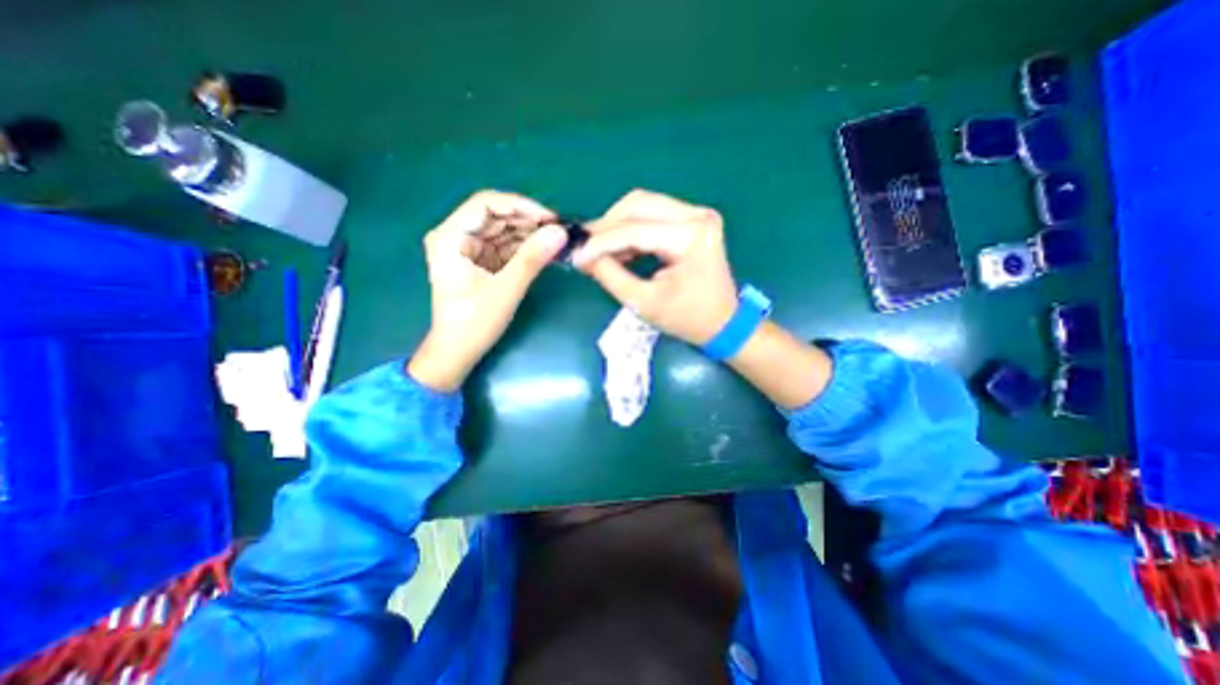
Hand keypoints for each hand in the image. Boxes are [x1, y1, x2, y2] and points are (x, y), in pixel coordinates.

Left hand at [404, 191, 566, 391]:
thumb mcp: (506, 289)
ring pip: (503, 230)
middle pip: (496, 216)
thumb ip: (532, 258)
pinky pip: (505, 246)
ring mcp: (468, 249)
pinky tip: (545, 250)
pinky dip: (524, 248)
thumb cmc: (475, 322)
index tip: (550, 218)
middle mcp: (456, 236)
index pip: (486, 204)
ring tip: (556, 239)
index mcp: (451, 237)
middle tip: (558, 230)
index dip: (520, 205)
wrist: (458, 350)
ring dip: (529, 234)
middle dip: (528, 221)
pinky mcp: (480, 261)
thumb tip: (560, 232)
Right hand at [578, 191, 737, 343]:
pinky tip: (620, 248)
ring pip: (643, 205)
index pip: (634, 230)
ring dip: (617, 225)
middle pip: (638, 205)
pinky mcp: (693, 219)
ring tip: (601, 250)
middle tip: (586, 247)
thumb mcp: (644, 303)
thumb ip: (610, 275)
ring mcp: (697, 214)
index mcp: (690, 238)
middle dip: (606, 226)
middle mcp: (697, 216)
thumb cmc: (686, 318)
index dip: (600, 242)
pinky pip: (653, 213)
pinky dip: (632, 228)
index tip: (576, 254)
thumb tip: (582, 257)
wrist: (723, 321)